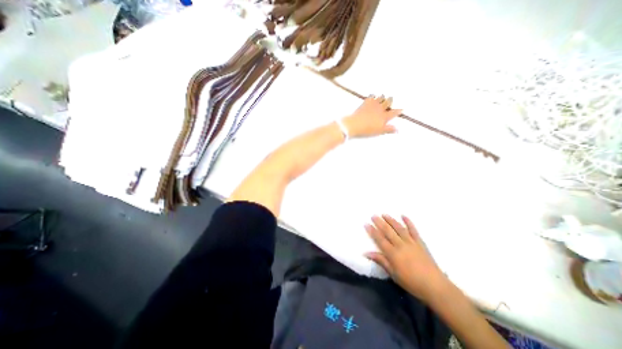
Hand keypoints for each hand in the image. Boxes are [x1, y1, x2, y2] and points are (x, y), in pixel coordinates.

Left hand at [339, 95, 403, 138]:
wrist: (355, 124)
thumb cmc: (367, 130)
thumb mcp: (379, 131)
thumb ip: (388, 129)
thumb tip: (398, 129)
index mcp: (384, 117)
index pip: (394, 112)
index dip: (398, 110)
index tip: (401, 109)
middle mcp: (381, 109)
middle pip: (389, 102)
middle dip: (391, 101)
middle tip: (391, 99)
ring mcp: (373, 104)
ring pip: (381, 97)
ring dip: (383, 97)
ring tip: (383, 97)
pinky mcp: (366, 102)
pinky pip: (371, 96)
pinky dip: (373, 96)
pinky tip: (373, 96)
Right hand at [366, 215, 447, 301]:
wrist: (434, 286)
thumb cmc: (411, 282)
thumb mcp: (393, 274)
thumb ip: (381, 261)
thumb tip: (366, 253)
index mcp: (393, 253)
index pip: (380, 239)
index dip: (372, 231)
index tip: (366, 224)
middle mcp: (400, 245)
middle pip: (388, 231)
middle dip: (379, 222)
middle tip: (373, 215)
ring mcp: (411, 242)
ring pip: (399, 228)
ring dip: (391, 220)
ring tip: (384, 214)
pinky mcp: (420, 242)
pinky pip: (413, 230)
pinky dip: (408, 222)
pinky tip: (404, 216)